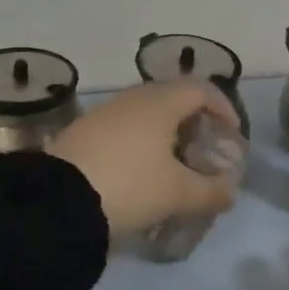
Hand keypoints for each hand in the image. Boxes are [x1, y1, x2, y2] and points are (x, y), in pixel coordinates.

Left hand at [48, 81, 241, 240]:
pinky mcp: (82, 131)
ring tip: (172, 164)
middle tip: (203, 148)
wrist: (56, 200)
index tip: (232, 132)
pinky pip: (123, 128)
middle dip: (193, 120)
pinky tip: (138, 172)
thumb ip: (211, 192)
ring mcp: (104, 113)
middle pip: (173, 98)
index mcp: (161, 103)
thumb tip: (231, 193)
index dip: (223, 107)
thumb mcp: (177, 194)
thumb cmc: (129, 185)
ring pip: (145, 113)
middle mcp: (133, 98)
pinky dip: (140, 141)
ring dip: (165, 132)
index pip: (201, 90)